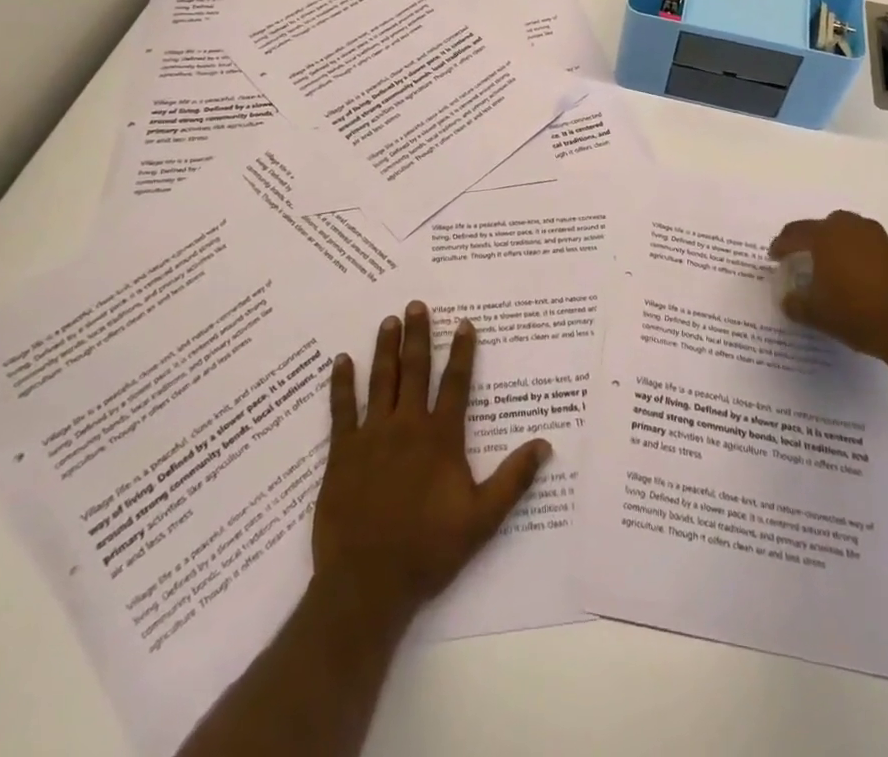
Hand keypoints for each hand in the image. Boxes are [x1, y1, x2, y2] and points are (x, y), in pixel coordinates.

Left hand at [313, 301, 549, 628]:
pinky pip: (342, 409)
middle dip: (417, 335)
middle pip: (414, 370)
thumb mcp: (482, 519)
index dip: (461, 352)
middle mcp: (407, 426)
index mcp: (440, 437)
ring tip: (388, 320)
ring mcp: (372, 436)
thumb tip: (545, 445)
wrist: (367, 583)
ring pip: (381, 380)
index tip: (464, 323)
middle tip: (416, 305)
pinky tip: (341, 360)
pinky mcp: (342, 452)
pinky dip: (342, 383)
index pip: (455, 383)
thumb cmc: (428, 550)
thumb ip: (513, 479)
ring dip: (385, 348)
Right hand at [770, 211, 887, 381]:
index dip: (781, 245)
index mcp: (826, 235)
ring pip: (848, 235)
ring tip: (829, 268)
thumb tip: (788, 299)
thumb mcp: (816, 313)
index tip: (774, 257)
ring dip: (836, 246)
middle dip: (810, 240)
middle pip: (823, 227)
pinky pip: (866, 248)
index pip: (795, 233)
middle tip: (801, 257)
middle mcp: (851, 228)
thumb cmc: (856, 313)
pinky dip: (855, 257)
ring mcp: (877, 238)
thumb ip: (796, 303)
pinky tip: (854, 279)